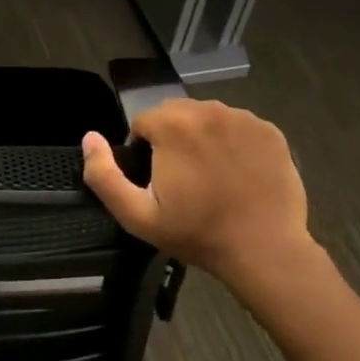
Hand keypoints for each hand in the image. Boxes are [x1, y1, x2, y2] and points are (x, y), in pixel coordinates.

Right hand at [81, 99, 324, 309]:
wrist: (264, 250)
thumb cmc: (196, 233)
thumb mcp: (136, 215)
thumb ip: (103, 175)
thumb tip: (89, 138)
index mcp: (172, 125)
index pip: (143, 122)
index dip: (143, 150)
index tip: (156, 181)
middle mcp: (208, 110)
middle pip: (176, 114)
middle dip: (172, 138)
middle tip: (181, 179)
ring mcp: (243, 119)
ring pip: (208, 117)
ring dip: (202, 137)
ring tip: (210, 176)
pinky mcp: (270, 132)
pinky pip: (239, 126)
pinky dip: (232, 142)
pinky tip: (236, 173)